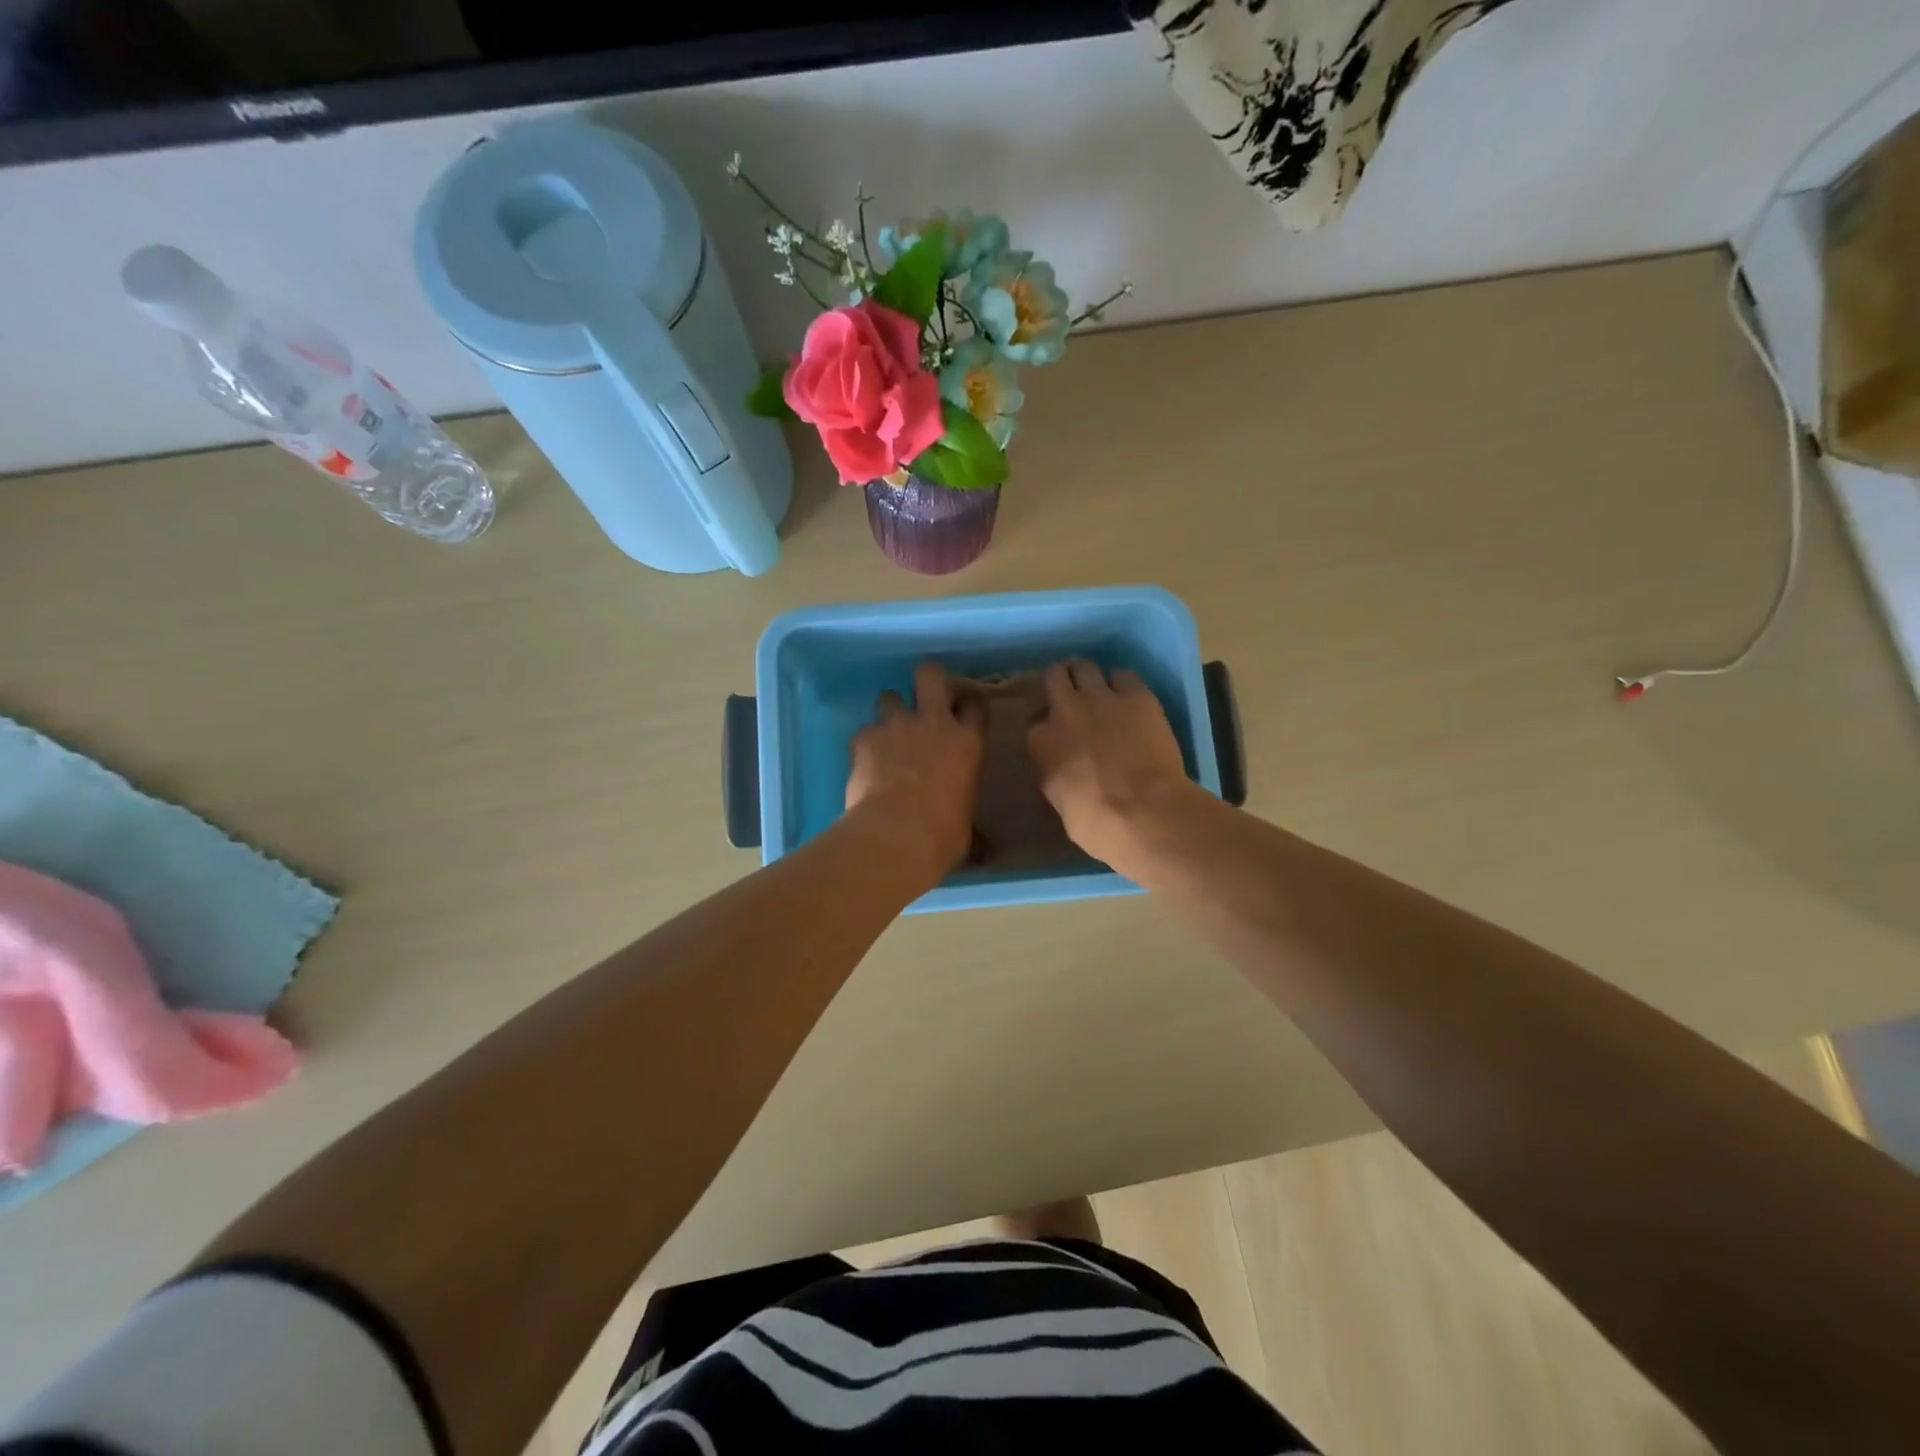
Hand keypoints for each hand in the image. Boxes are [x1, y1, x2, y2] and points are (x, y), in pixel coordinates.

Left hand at [846, 662, 986, 882]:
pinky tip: (865, 762)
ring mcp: (896, 726)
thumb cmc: (943, 835)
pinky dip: (866, 742)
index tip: (962, 713)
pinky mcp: (864, 737)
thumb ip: (965, 808)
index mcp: (967, 742)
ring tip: (888, 733)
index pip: (975, 705)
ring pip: (889, 695)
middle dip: (926, 679)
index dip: (967, 706)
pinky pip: (865, 730)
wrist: (896, 836)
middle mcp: (934, 723)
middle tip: (922, 696)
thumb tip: (976, 836)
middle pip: (930, 674)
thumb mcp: (967, 821)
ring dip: (890, 710)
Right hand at [1027, 660, 1194, 863]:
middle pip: (1054, 676)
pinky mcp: (1138, 697)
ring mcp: (1102, 699)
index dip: (1045, 724)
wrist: (1144, 813)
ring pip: (1085, 667)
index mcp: (1041, 741)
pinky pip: (1124, 675)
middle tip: (1070, 693)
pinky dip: (1123, 683)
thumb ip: (1055, 773)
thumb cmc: (1096, 824)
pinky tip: (1128, 697)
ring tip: (1098, 688)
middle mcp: (1066, 710)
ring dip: (1088, 676)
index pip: (1034, 721)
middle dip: (1061, 682)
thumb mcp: (1059, 801)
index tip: (1054, 733)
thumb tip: (1062, 767)